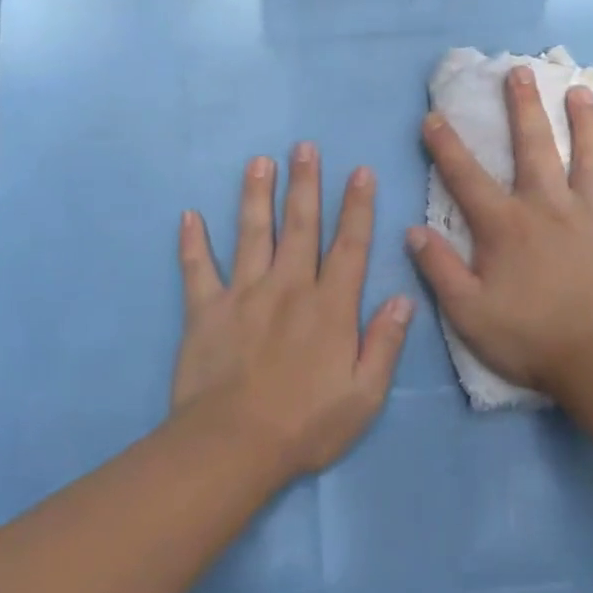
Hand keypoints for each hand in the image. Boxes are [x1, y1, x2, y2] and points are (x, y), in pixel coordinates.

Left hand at [174, 144, 413, 476]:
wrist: (234, 446)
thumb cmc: (306, 424)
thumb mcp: (364, 395)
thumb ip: (385, 343)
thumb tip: (404, 298)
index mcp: (330, 307)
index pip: (350, 246)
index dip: (357, 207)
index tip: (359, 171)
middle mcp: (289, 288)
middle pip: (300, 226)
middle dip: (305, 184)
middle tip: (304, 147)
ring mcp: (244, 295)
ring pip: (252, 234)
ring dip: (256, 196)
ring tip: (259, 161)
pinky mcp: (206, 311)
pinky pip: (197, 270)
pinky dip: (192, 244)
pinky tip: (188, 216)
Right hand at [406, 67, 592, 398]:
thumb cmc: (531, 338)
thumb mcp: (468, 313)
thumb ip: (439, 269)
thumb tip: (412, 231)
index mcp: (506, 226)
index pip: (466, 177)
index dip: (445, 146)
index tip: (433, 117)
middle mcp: (550, 207)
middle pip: (534, 147)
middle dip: (524, 107)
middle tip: (520, 71)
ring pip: (591, 157)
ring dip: (585, 122)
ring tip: (581, 91)